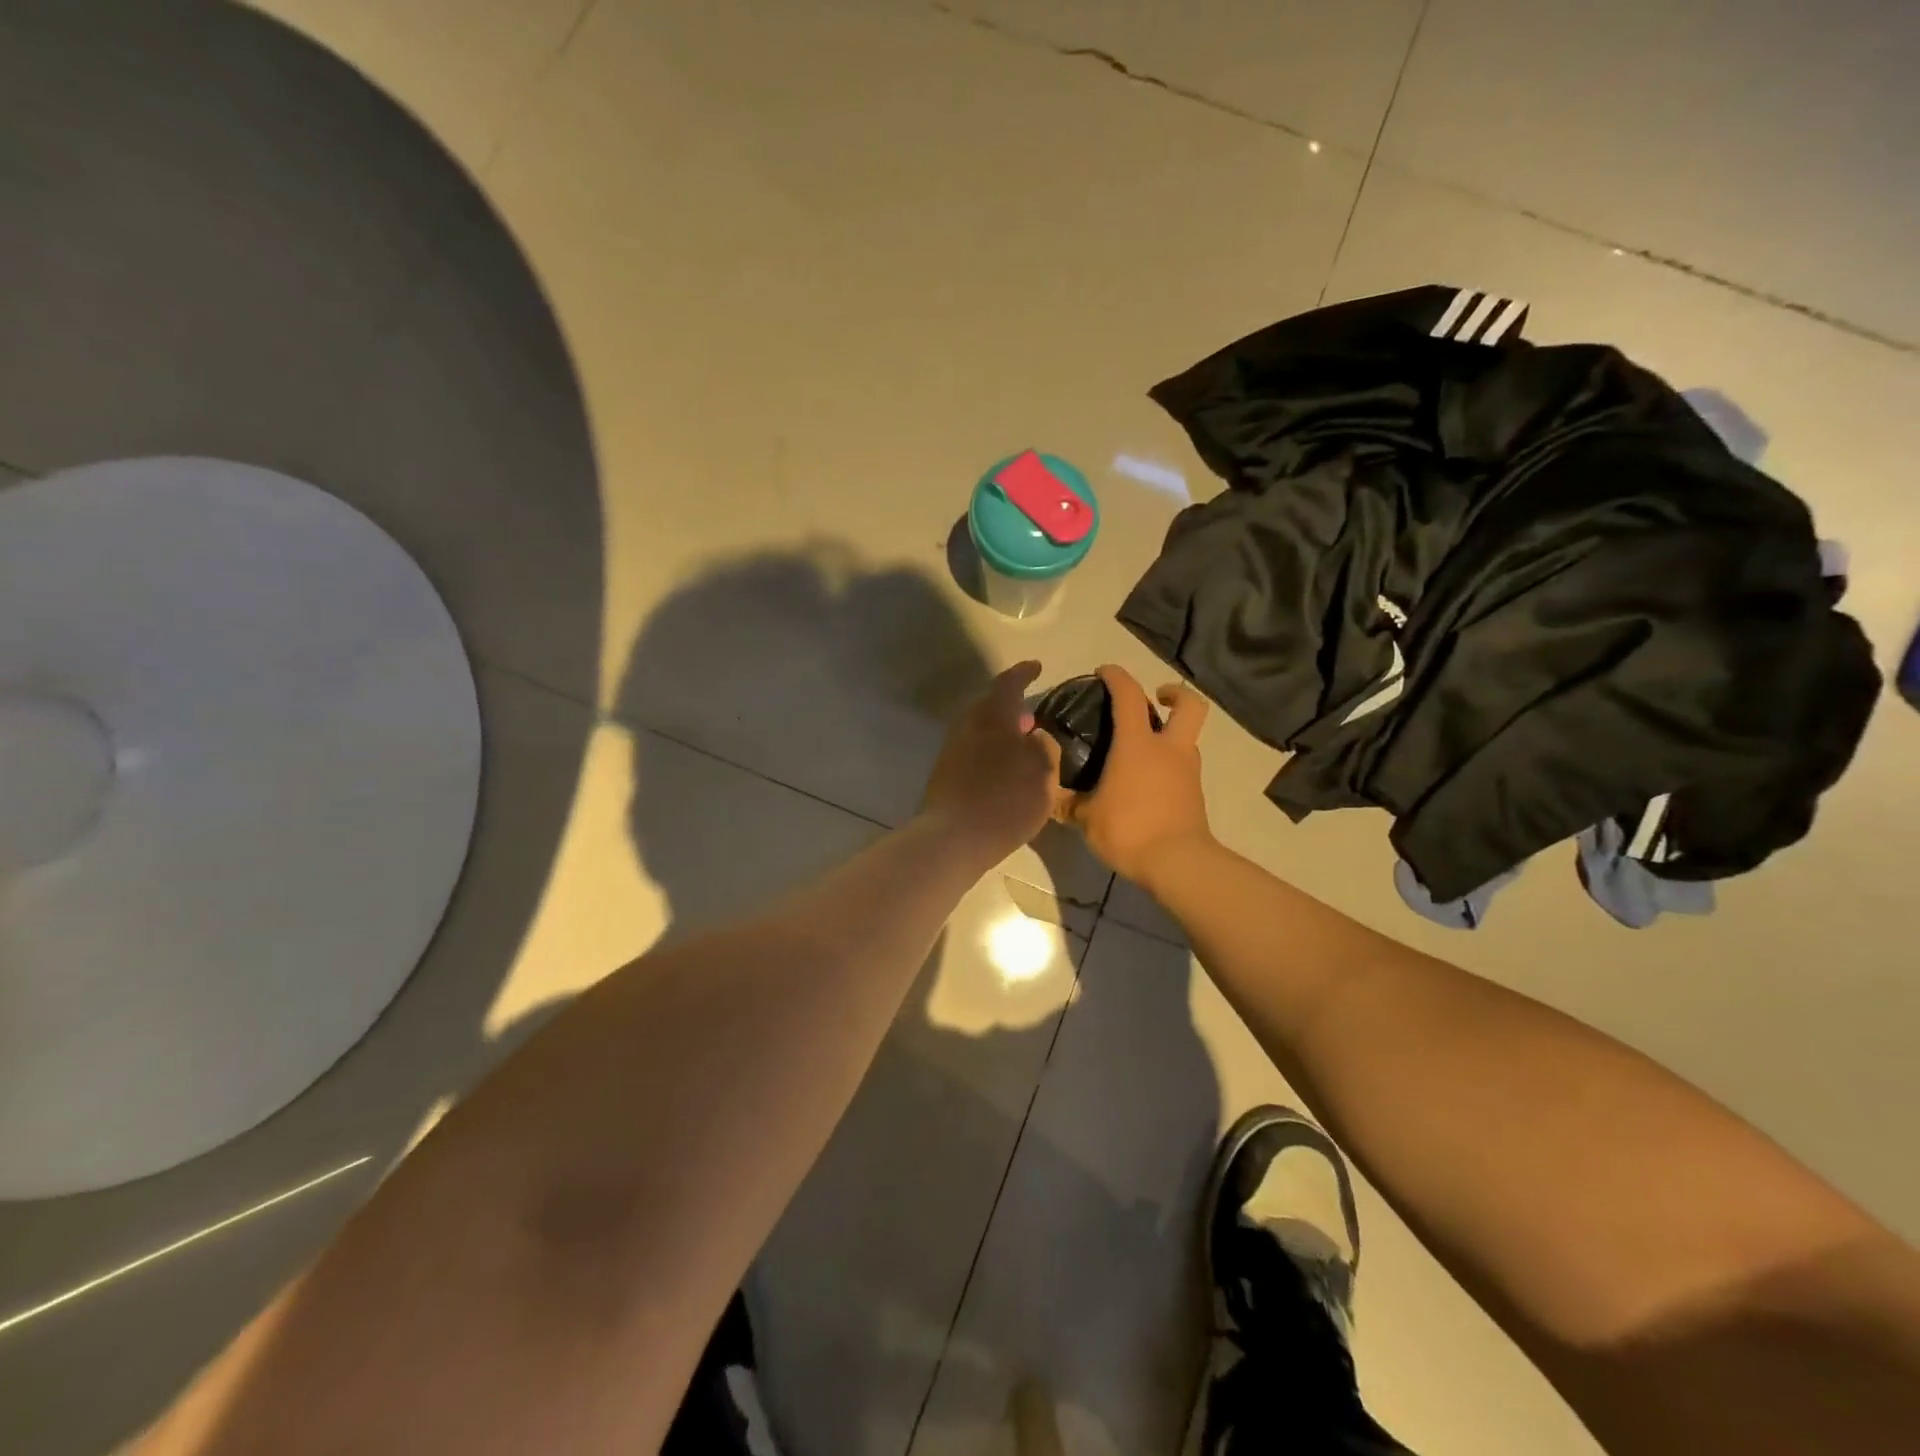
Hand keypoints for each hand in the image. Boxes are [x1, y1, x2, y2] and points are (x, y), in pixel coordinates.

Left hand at [921, 661, 1057, 862]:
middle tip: (1032, 718)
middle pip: (990, 707)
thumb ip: (1044, 747)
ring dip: (1001, 734)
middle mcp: (968, 725)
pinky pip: (973, 753)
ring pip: (980, 731)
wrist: (954, 837)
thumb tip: (1035, 737)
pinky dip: (990, 754)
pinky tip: (1003, 773)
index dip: (1024, 673)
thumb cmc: (1006, 799)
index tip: (1036, 667)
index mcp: (993, 716)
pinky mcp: (945, 776)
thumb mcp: (1043, 772)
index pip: (1009, 683)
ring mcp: (952, 751)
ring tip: (1022, 749)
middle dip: (1011, 709)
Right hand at [1060, 665, 1212, 886]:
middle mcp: (1168, 749)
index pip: (1129, 695)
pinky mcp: (1194, 794)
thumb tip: (1047, 796)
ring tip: (1142, 749)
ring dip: (1171, 733)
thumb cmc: (1129, 830)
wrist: (1178, 864)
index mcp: (1138, 744)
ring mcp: (1187, 771)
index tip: (1104, 672)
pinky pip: (1183, 766)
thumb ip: (1067, 802)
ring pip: (1187, 737)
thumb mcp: (1086, 818)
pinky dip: (1169, 765)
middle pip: (1188, 705)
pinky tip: (1147, 782)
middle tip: (1155, 698)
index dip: (1117, 676)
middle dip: (1174, 694)